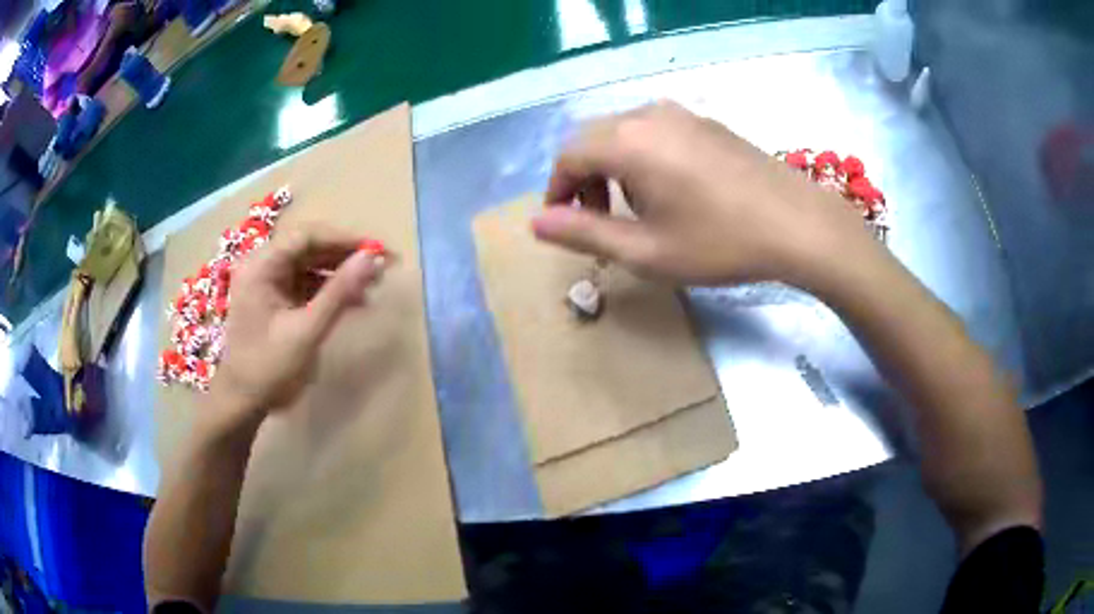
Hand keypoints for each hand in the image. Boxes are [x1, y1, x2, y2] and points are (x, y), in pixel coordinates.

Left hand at [210, 225, 382, 418]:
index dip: (344, 239)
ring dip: (339, 273)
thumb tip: (372, 258)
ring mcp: (265, 281)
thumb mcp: (307, 330)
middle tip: (380, 267)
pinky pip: (304, 282)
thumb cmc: (269, 367)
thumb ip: (339, 292)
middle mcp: (261, 265)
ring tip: (371, 285)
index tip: (378, 250)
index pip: (307, 236)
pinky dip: (327, 289)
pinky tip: (352, 300)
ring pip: (309, 264)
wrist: (243, 401)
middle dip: (344, 256)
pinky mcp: (273, 297)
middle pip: (308, 247)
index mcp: (261, 266)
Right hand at [532, 101, 878, 290]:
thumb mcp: (645, 250)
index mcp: (626, 142)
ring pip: (623, 132)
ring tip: (634, 208)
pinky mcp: (705, 122)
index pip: (567, 156)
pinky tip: (668, 189)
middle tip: (596, 220)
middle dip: (582, 179)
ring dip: (612, 167)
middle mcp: (647, 115)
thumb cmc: (720, 243)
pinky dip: (641, 156)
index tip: (564, 224)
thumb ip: (583, 233)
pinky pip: (654, 130)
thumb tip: (536, 223)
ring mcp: (681, 114)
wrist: (798, 224)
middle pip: (592, 139)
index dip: (556, 191)